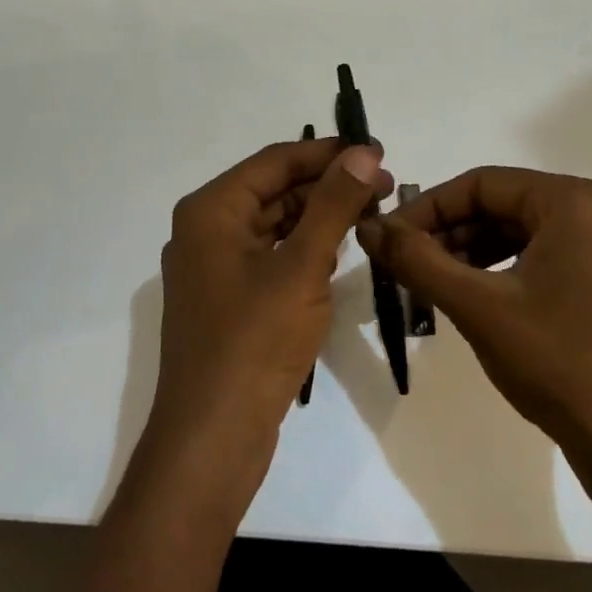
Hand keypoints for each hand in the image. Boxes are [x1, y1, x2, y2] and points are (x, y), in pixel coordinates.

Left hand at [148, 138, 391, 491]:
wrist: (212, 439)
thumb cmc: (254, 343)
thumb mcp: (302, 267)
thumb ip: (333, 205)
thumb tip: (361, 152)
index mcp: (211, 210)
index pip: (275, 161)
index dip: (327, 152)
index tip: (377, 151)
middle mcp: (206, 230)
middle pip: (274, 190)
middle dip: (328, 185)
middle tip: (385, 185)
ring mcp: (215, 267)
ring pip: (275, 224)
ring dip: (320, 216)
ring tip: (372, 213)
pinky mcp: (229, 299)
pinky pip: (271, 256)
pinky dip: (305, 249)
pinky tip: (342, 251)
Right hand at [358, 167, 591, 459]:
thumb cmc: (558, 362)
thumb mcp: (477, 306)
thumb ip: (417, 260)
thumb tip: (368, 227)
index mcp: (574, 201)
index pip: (482, 183)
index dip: (428, 208)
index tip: (388, 237)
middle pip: (502, 205)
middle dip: (448, 231)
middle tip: (404, 262)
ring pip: (519, 232)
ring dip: (470, 252)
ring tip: (429, 281)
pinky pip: (542, 256)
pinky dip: (500, 269)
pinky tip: (470, 296)